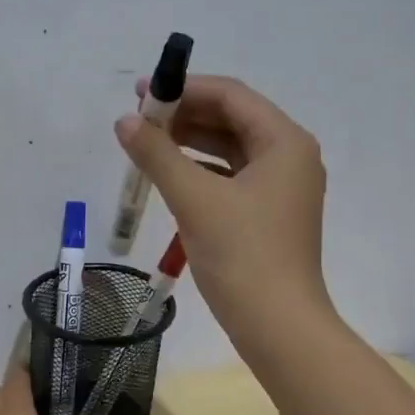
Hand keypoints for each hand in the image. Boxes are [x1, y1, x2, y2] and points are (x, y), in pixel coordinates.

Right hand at [115, 74, 333, 353]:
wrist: (277, 325)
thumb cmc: (242, 255)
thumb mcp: (194, 200)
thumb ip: (157, 155)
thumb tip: (124, 122)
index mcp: (284, 142)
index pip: (231, 96)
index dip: (184, 89)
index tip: (140, 93)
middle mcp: (290, 157)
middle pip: (232, 120)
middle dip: (185, 116)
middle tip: (138, 120)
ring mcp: (281, 189)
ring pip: (231, 151)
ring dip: (190, 145)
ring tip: (147, 146)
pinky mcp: (268, 216)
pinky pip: (231, 179)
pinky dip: (201, 173)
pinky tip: (171, 178)